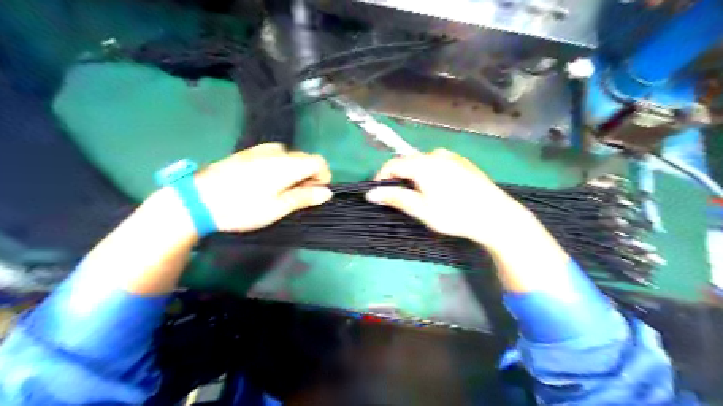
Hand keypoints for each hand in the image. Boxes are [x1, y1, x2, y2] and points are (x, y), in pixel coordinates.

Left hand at [196, 143, 333, 232]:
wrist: (199, 198)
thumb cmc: (243, 207)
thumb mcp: (277, 208)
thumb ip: (304, 197)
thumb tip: (327, 193)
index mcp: (288, 164)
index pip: (319, 162)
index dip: (323, 177)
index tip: (315, 194)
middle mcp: (278, 151)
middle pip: (304, 158)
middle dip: (308, 176)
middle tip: (296, 197)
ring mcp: (261, 149)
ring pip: (289, 157)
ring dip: (292, 171)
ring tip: (279, 190)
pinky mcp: (247, 152)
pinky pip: (273, 155)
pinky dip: (278, 167)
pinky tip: (263, 182)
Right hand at [368, 149, 535, 248]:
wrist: (496, 215)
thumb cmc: (455, 214)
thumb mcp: (422, 209)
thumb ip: (396, 198)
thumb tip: (371, 193)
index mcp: (424, 164)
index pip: (393, 164)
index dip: (381, 177)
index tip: (377, 194)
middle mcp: (436, 154)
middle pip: (408, 162)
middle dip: (398, 178)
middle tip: (398, 199)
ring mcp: (452, 156)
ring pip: (423, 163)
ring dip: (414, 176)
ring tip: (418, 196)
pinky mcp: (463, 162)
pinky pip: (438, 164)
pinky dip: (429, 174)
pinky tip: (439, 191)